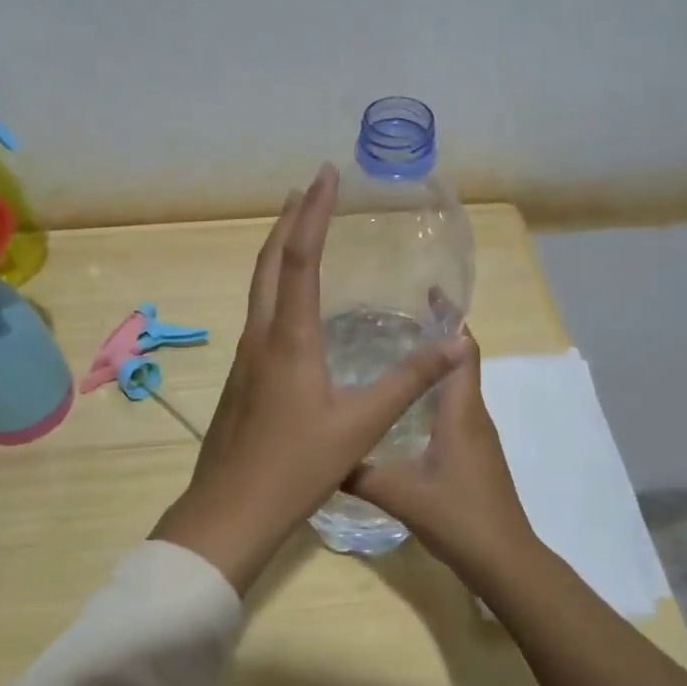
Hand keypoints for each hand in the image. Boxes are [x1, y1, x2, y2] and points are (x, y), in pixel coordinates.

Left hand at [150, 163, 470, 591]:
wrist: (229, 511)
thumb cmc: (295, 467)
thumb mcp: (360, 425)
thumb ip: (408, 380)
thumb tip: (457, 341)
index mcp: (288, 338)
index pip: (299, 258)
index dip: (314, 213)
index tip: (326, 174)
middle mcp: (261, 336)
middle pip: (269, 262)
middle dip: (290, 219)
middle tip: (311, 187)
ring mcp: (245, 356)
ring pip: (258, 287)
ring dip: (278, 250)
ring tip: (300, 228)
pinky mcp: (242, 376)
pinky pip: (259, 312)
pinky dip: (275, 285)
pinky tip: (291, 301)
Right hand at [344, 334, 537, 579]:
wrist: (504, 560)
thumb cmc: (458, 517)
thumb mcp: (400, 493)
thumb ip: (359, 472)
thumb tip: (321, 454)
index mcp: (461, 412)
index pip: (463, 350)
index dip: (450, 319)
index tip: (425, 293)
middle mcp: (473, 415)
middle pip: (460, 362)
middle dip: (434, 337)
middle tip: (391, 320)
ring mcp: (477, 436)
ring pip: (456, 388)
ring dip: (432, 367)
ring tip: (391, 355)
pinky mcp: (474, 455)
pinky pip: (454, 410)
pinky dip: (433, 395)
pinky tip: (403, 407)